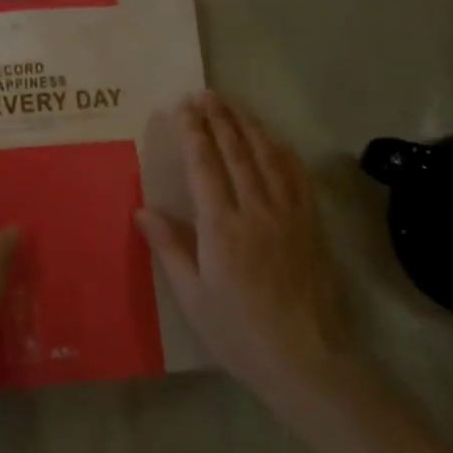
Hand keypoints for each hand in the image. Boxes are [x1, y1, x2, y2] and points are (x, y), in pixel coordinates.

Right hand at [136, 92, 348, 404]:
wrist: (303, 358)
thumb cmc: (237, 331)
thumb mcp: (192, 295)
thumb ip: (169, 247)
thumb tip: (142, 209)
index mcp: (221, 227)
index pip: (204, 166)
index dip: (192, 133)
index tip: (182, 109)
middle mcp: (256, 210)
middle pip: (236, 151)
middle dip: (218, 118)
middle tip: (204, 94)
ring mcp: (288, 213)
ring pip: (267, 156)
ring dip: (248, 125)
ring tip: (232, 104)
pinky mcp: (310, 223)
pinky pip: (296, 175)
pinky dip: (282, 150)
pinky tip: (273, 138)